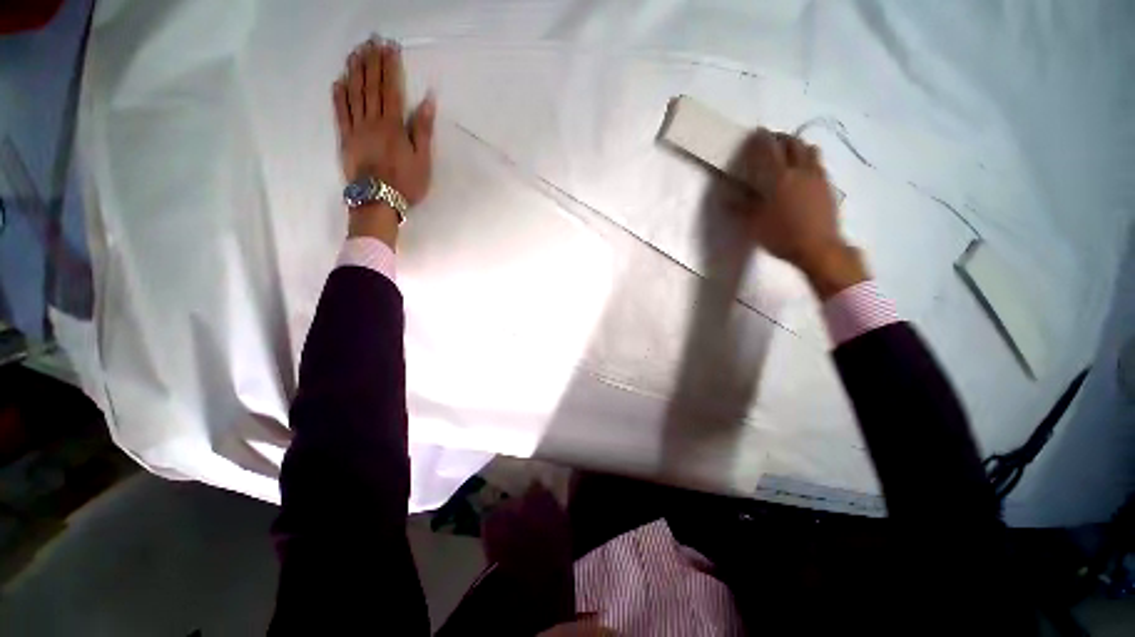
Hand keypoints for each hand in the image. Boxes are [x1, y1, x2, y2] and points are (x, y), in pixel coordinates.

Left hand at [333, 39, 435, 245]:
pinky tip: (339, 81)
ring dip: (354, 72)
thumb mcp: (423, 160)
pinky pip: (340, 113)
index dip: (390, 67)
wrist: (378, 201)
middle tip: (371, 40)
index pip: (391, 89)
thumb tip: (427, 101)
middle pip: (371, 87)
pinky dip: (339, 95)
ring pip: (354, 94)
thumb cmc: (406, 182)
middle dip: (371, 62)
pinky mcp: (345, 139)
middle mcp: (372, 121)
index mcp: (393, 125)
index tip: (389, 47)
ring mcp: (356, 129)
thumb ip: (422, 129)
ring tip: (355, 53)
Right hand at [732, 128, 867, 298]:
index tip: (755, 134)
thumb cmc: (782, 236)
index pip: (769, 150)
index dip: (761, 140)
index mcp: (780, 178)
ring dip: (797, 146)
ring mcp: (818, 176)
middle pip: (793, 143)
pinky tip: (803, 170)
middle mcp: (800, 170)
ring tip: (788, 152)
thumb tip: (725, 197)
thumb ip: (742, 207)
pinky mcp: (828, 186)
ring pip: (809, 150)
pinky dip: (808, 159)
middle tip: (770, 141)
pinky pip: (818, 163)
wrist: (819, 248)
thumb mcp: (755, 224)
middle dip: (780, 138)